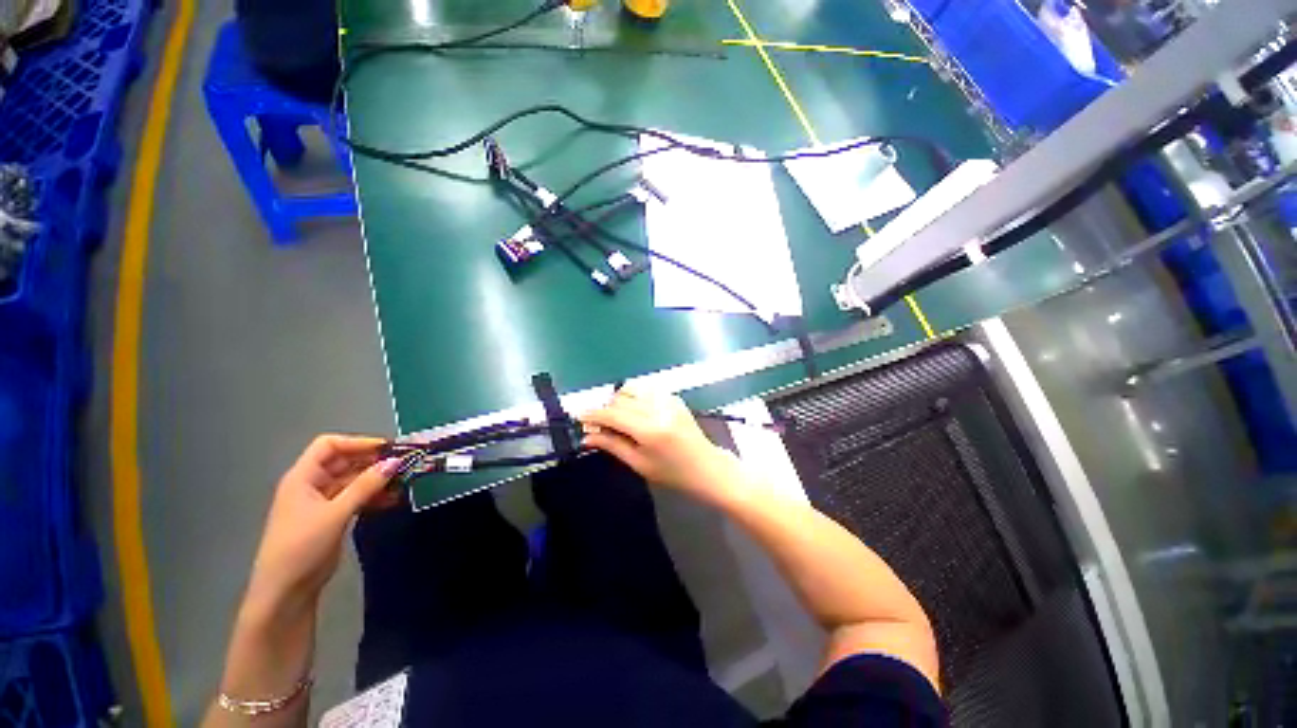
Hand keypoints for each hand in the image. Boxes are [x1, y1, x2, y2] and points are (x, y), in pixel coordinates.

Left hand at [241, 435, 402, 624]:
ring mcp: (322, 502)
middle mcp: (311, 485)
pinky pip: (356, 497)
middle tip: (404, 464)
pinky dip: (374, 495)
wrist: (285, 591)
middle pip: (344, 461)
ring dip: (377, 479)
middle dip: (373, 461)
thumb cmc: (302, 547)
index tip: (388, 448)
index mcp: (303, 478)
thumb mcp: (335, 514)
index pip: (329, 445)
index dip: (358, 442)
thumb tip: (395, 461)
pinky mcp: (332, 517)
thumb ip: (365, 486)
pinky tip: (393, 499)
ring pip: (353, 480)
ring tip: (404, 482)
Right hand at [580, 384, 734, 494]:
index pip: (614, 414)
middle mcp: (659, 409)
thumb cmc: (672, 473)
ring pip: (632, 388)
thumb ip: (612, 445)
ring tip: (618, 417)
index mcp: (650, 430)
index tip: (580, 417)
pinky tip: (635, 411)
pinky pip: (646, 389)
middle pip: (621, 397)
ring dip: (619, 399)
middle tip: (601, 424)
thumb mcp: (639, 464)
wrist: (706, 467)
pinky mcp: (674, 397)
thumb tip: (586, 436)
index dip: (594, 414)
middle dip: (606, 408)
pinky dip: (635, 396)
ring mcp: (668, 400)